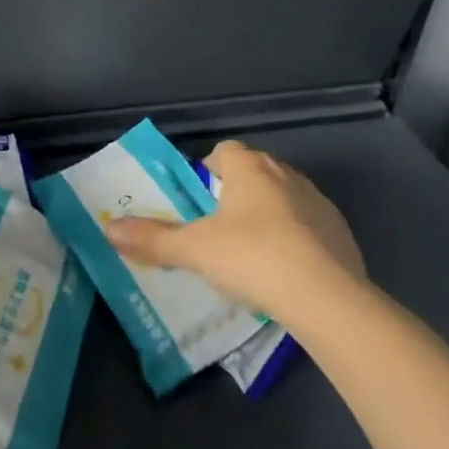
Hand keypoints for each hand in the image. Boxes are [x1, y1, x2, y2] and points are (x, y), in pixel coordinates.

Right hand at [104, 140, 365, 320]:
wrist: (326, 297)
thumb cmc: (252, 258)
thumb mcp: (194, 250)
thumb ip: (152, 239)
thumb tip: (108, 229)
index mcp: (248, 167)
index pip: (223, 151)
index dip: (208, 171)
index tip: (199, 200)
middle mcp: (284, 173)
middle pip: (253, 172)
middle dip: (237, 193)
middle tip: (219, 229)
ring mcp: (317, 201)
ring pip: (283, 197)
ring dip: (269, 215)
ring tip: (253, 253)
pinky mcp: (341, 231)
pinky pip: (310, 225)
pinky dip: (298, 239)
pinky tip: (289, 272)